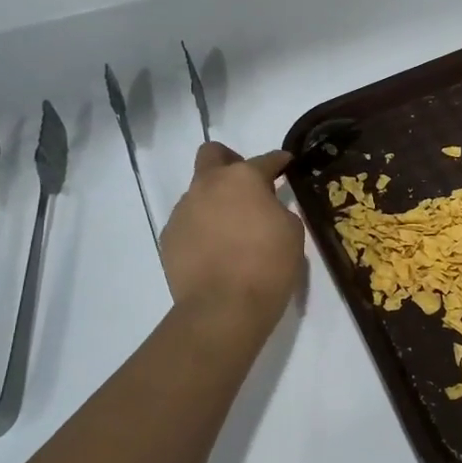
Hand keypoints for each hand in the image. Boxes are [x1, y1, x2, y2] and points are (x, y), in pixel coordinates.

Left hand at [161, 143, 304, 334]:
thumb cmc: (268, 266)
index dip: (278, 161)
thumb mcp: (292, 233)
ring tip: (231, 231)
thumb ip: (278, 210)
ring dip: (215, 202)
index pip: (265, 159)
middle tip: (246, 184)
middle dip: (229, 160)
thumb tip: (265, 209)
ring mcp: (183, 210)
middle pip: (212, 154)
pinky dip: (202, 229)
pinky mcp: (168, 237)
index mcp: (243, 179)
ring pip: (198, 192)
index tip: (286, 164)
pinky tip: (215, 252)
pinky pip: (188, 223)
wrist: (223, 308)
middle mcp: (208, 185)